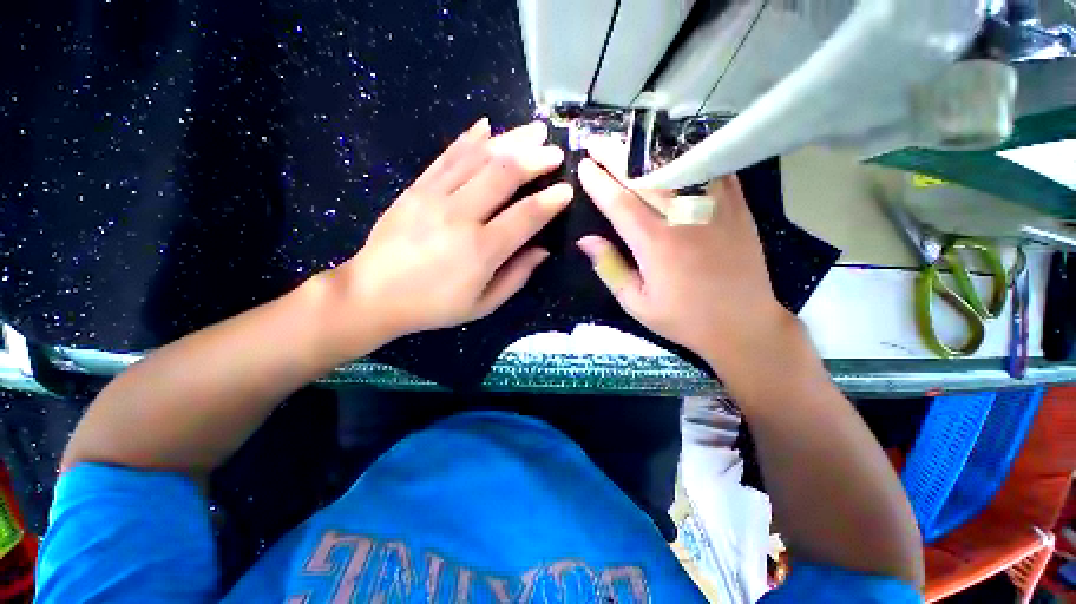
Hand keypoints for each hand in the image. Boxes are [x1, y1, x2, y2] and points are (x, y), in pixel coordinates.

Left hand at [328, 118, 571, 343]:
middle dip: (535, 159)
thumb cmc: (434, 306)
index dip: (550, 201)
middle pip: (503, 175)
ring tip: (532, 131)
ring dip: (510, 140)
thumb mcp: (483, 304)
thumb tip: (543, 250)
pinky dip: (468, 139)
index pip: (526, 216)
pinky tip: (486, 126)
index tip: (567, 190)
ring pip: (478, 158)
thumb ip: (517, 276)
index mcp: (481, 250)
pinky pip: (446, 157)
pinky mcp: (415, 189)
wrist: (373, 294)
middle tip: (554, 152)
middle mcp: (460, 216)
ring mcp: (434, 197)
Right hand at [576, 157, 793, 371]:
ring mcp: (714, 209)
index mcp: (655, 245)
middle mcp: (683, 219)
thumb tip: (585, 241)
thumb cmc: (683, 319)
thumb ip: (610, 269)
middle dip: (617, 156)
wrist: (743, 325)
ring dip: (650, 149)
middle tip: (598, 142)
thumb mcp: (636, 303)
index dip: (599, 182)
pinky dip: (691, 153)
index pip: (619, 203)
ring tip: (629, 140)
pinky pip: (712, 169)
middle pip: (646, 176)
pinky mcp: (737, 207)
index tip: (583, 165)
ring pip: (678, 166)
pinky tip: (676, 145)